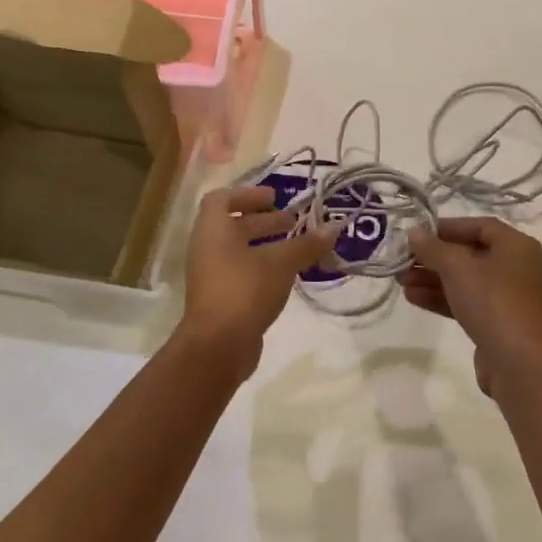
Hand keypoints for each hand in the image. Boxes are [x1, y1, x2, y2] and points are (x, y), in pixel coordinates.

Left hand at [179, 186, 340, 377]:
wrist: (218, 346)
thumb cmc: (245, 290)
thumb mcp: (281, 263)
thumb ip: (306, 244)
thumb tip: (334, 228)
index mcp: (213, 230)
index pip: (222, 199)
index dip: (248, 194)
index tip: (275, 197)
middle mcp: (207, 248)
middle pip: (233, 225)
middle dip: (264, 220)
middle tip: (294, 221)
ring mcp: (211, 275)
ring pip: (239, 251)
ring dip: (266, 245)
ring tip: (297, 247)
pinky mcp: (220, 298)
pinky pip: (241, 272)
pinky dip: (262, 267)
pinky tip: (288, 275)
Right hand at [402, 217, 541, 395]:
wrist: (520, 364)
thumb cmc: (493, 302)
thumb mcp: (458, 268)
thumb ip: (433, 248)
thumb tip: (414, 232)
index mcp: (516, 246)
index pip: (479, 226)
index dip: (447, 227)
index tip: (418, 234)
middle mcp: (515, 268)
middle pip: (469, 254)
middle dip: (433, 257)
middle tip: (402, 260)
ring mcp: (507, 298)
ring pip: (464, 281)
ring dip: (432, 278)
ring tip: (400, 281)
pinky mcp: (497, 324)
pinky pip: (466, 303)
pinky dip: (441, 298)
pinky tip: (413, 298)